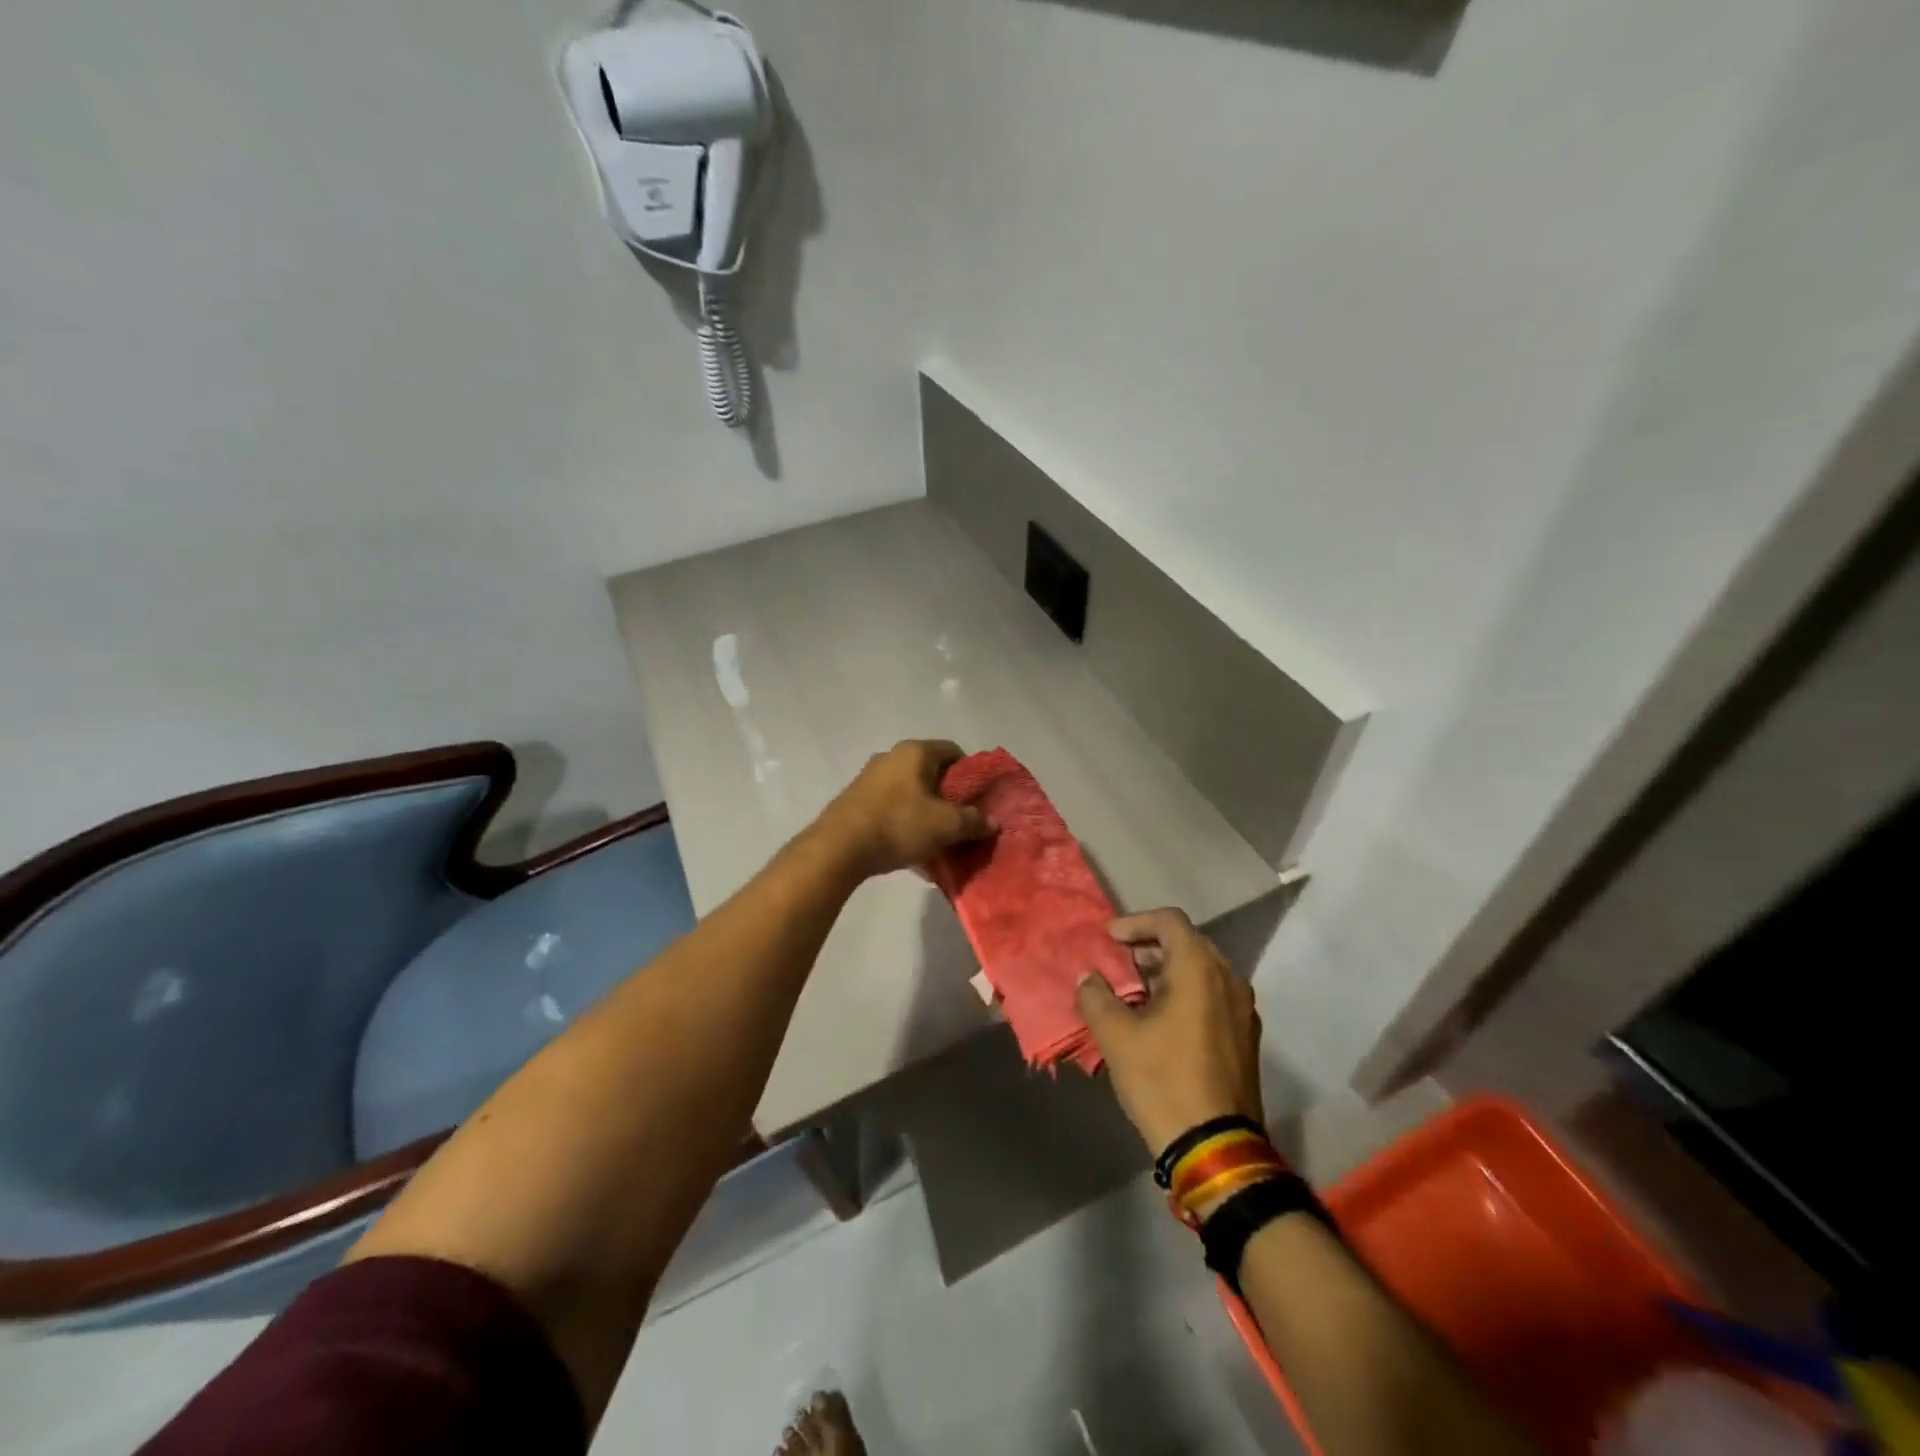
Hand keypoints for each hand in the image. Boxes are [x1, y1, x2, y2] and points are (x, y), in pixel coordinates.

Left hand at [818, 740, 993, 878]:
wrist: (839, 847)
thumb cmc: (899, 824)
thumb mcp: (946, 826)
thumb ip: (973, 821)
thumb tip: (992, 822)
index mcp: (915, 752)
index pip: (954, 751)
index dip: (971, 774)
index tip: (977, 799)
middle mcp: (891, 756)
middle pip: (931, 772)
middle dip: (948, 797)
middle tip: (961, 822)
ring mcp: (870, 777)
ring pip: (910, 791)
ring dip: (926, 812)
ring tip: (938, 840)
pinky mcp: (857, 800)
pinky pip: (892, 807)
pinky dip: (905, 822)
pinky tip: (912, 850)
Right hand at [1076, 908, 1264, 1158]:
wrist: (1215, 1148)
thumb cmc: (1163, 1079)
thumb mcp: (1117, 1036)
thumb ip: (1096, 997)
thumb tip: (1088, 978)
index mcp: (1200, 968)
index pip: (1169, 921)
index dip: (1135, 923)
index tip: (1108, 939)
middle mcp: (1228, 979)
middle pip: (1187, 943)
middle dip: (1149, 946)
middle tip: (1117, 962)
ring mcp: (1243, 1009)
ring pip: (1202, 971)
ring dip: (1166, 971)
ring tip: (1134, 991)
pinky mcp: (1246, 1036)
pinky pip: (1213, 995)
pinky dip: (1185, 993)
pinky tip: (1160, 1019)